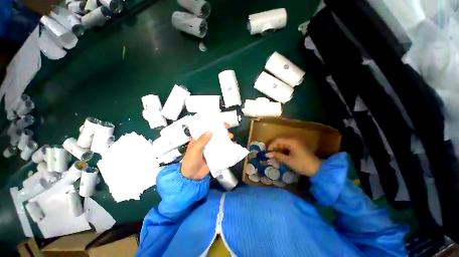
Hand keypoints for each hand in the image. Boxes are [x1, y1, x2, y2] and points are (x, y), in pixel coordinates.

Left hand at [181, 124, 233, 179]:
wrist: (192, 177)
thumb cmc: (190, 161)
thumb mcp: (195, 150)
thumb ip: (202, 140)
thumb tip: (211, 130)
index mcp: (198, 138)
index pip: (206, 128)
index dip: (213, 124)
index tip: (220, 122)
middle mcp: (206, 141)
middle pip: (215, 133)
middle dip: (222, 131)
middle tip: (228, 129)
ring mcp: (211, 148)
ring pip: (219, 140)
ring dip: (226, 138)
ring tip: (231, 137)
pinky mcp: (215, 154)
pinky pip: (222, 149)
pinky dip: (227, 146)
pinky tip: (233, 145)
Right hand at [266, 138, 320, 176]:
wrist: (318, 170)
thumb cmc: (302, 164)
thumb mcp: (288, 161)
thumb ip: (277, 156)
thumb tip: (267, 154)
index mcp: (291, 141)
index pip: (278, 140)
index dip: (271, 145)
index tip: (267, 152)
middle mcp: (294, 140)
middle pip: (280, 141)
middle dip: (274, 147)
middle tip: (269, 154)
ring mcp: (296, 143)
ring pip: (283, 144)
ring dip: (278, 149)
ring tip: (273, 155)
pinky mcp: (298, 147)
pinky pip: (288, 146)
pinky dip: (283, 150)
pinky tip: (280, 155)